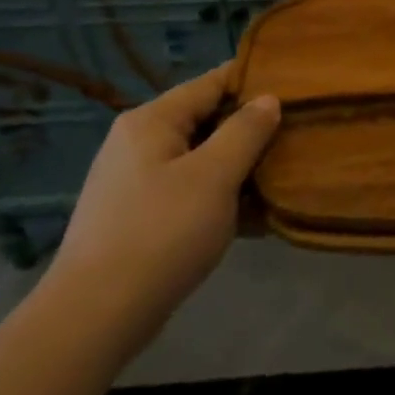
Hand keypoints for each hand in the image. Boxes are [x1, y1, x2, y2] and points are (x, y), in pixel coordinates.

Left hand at [46, 65, 279, 350]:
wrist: (97, 313)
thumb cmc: (162, 233)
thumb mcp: (214, 177)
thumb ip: (245, 132)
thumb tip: (267, 99)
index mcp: (152, 121)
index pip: (210, 83)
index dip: (252, 81)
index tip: (295, 88)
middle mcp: (139, 142)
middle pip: (205, 121)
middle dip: (251, 129)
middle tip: (297, 136)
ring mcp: (136, 181)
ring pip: (201, 160)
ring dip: (240, 167)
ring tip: (284, 174)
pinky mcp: (140, 216)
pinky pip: (190, 192)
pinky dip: (220, 197)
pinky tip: (255, 216)